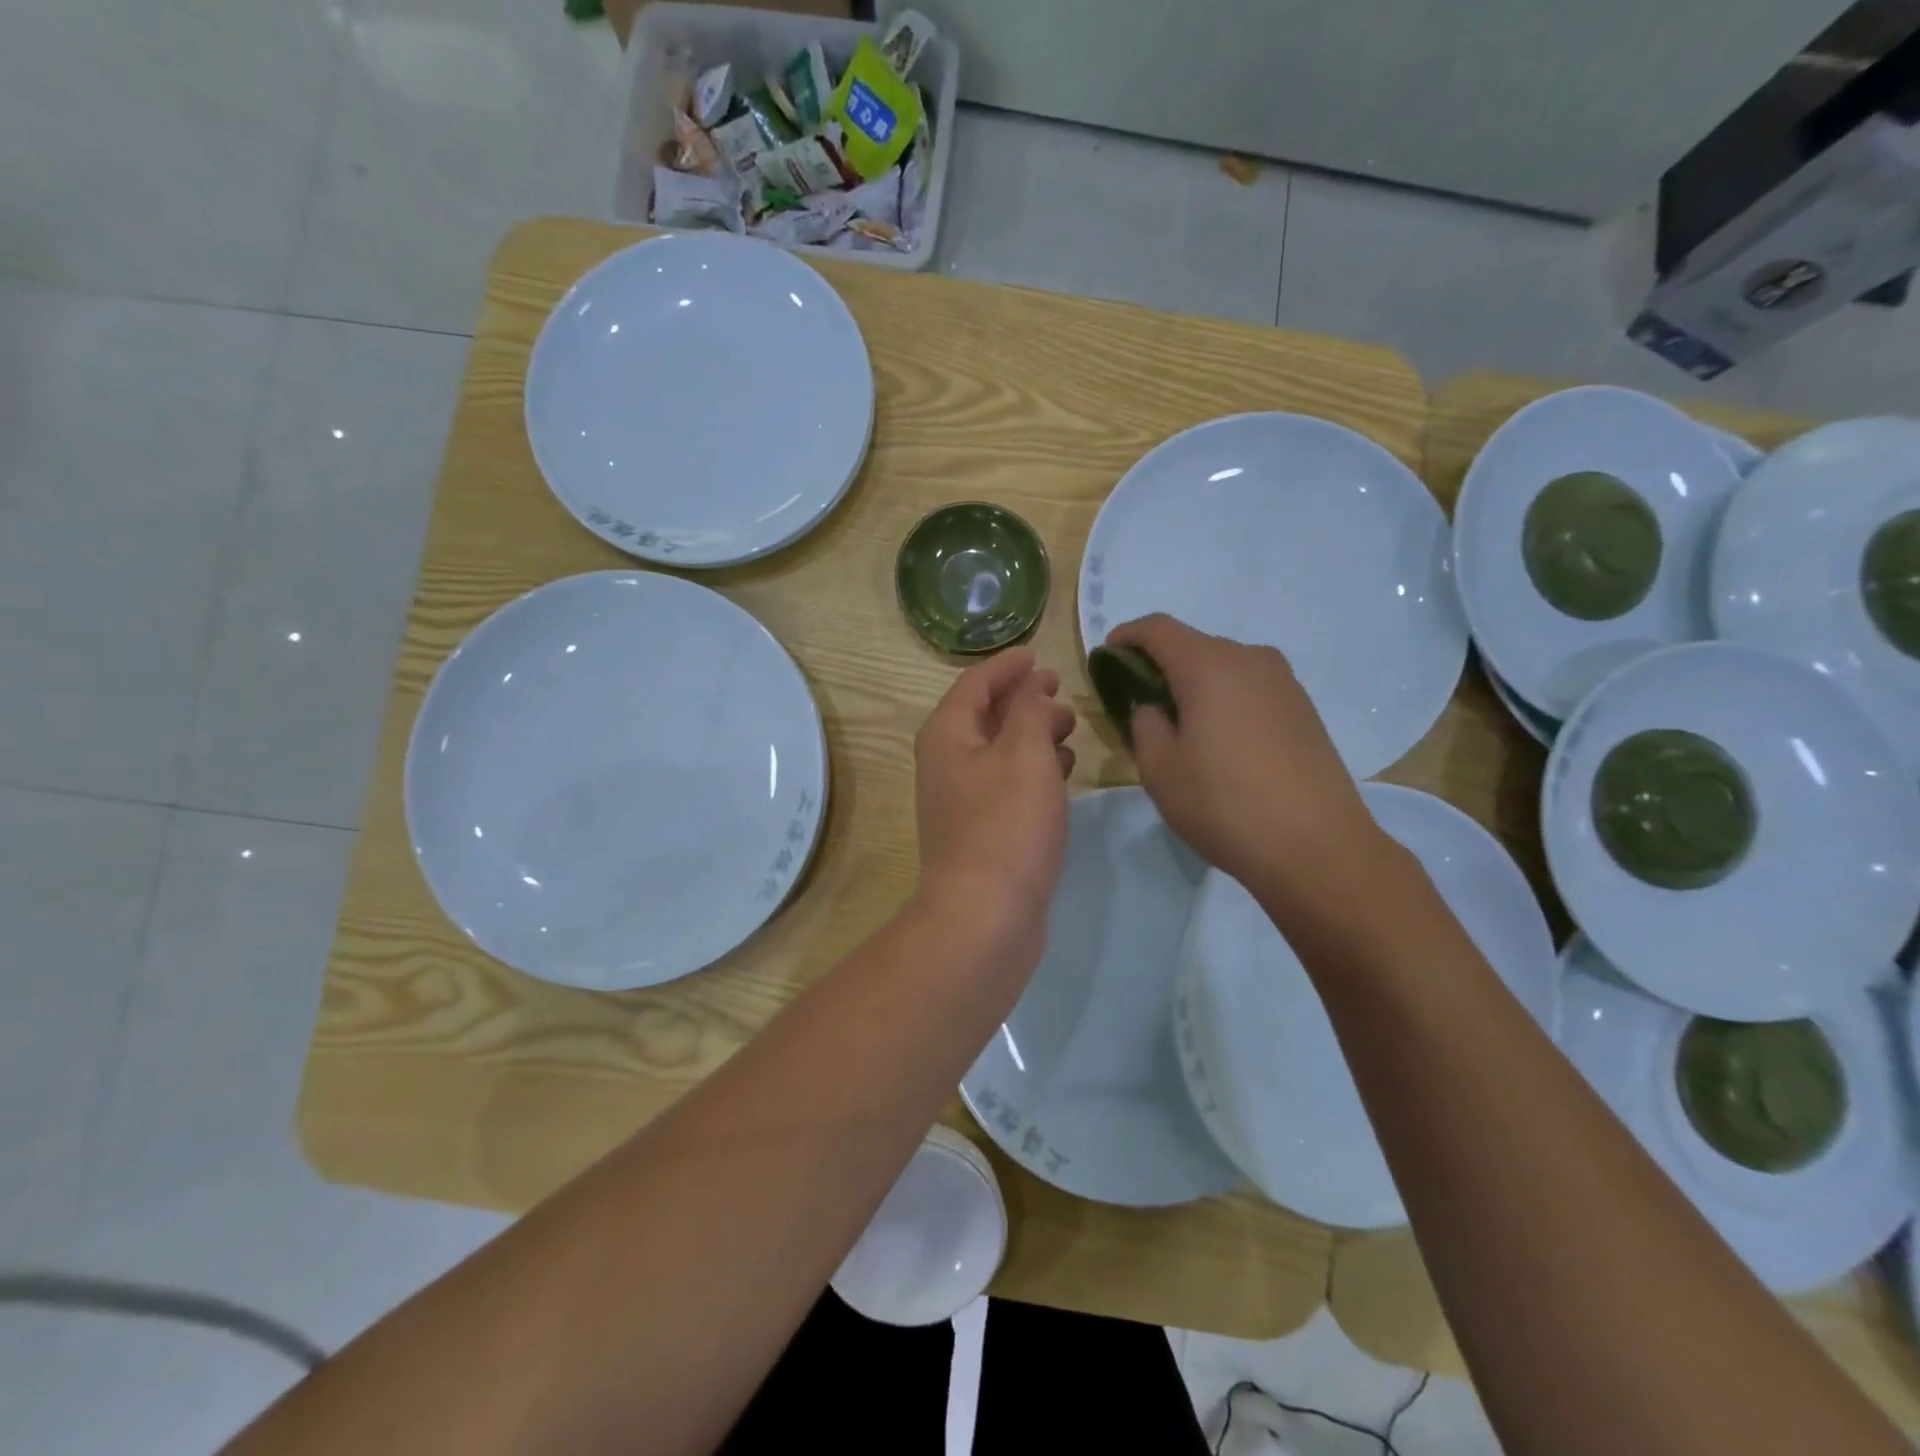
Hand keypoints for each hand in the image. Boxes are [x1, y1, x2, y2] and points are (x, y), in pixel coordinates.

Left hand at [914, 648, 1075, 956]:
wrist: (986, 915)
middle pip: (986, 715)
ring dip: (1032, 733)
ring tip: (1070, 727)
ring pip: (1000, 751)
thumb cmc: (1006, 824)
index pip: (975, 683)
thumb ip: (1030, 711)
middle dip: (1023, 699)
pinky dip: (1035, 769)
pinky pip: (1009, 783)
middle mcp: (948, 763)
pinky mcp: (983, 831)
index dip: (1007, 666)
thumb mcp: (1025, 752)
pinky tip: (1064, 771)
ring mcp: (963, 800)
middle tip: (1062, 691)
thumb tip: (1032, 691)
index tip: (1037, 654)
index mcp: (947, 735)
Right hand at [1105, 614, 1388, 903]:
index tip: (1108, 656)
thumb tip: (1154, 708)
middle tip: (1139, 702)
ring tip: (1181, 726)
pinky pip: (1251, 689)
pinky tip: (1221, 742)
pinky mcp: (1304, 709)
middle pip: (1194, 645)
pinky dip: (1226, 700)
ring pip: (1225, 668)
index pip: (1158, 629)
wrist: (1317, 847)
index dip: (1127, 636)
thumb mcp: (1160, 769)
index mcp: (1209, 666)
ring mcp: (1284, 683)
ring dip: (1196, 685)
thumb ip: (1145, 724)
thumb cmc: (1224, 804)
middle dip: (1161, 665)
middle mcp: (1250, 660)